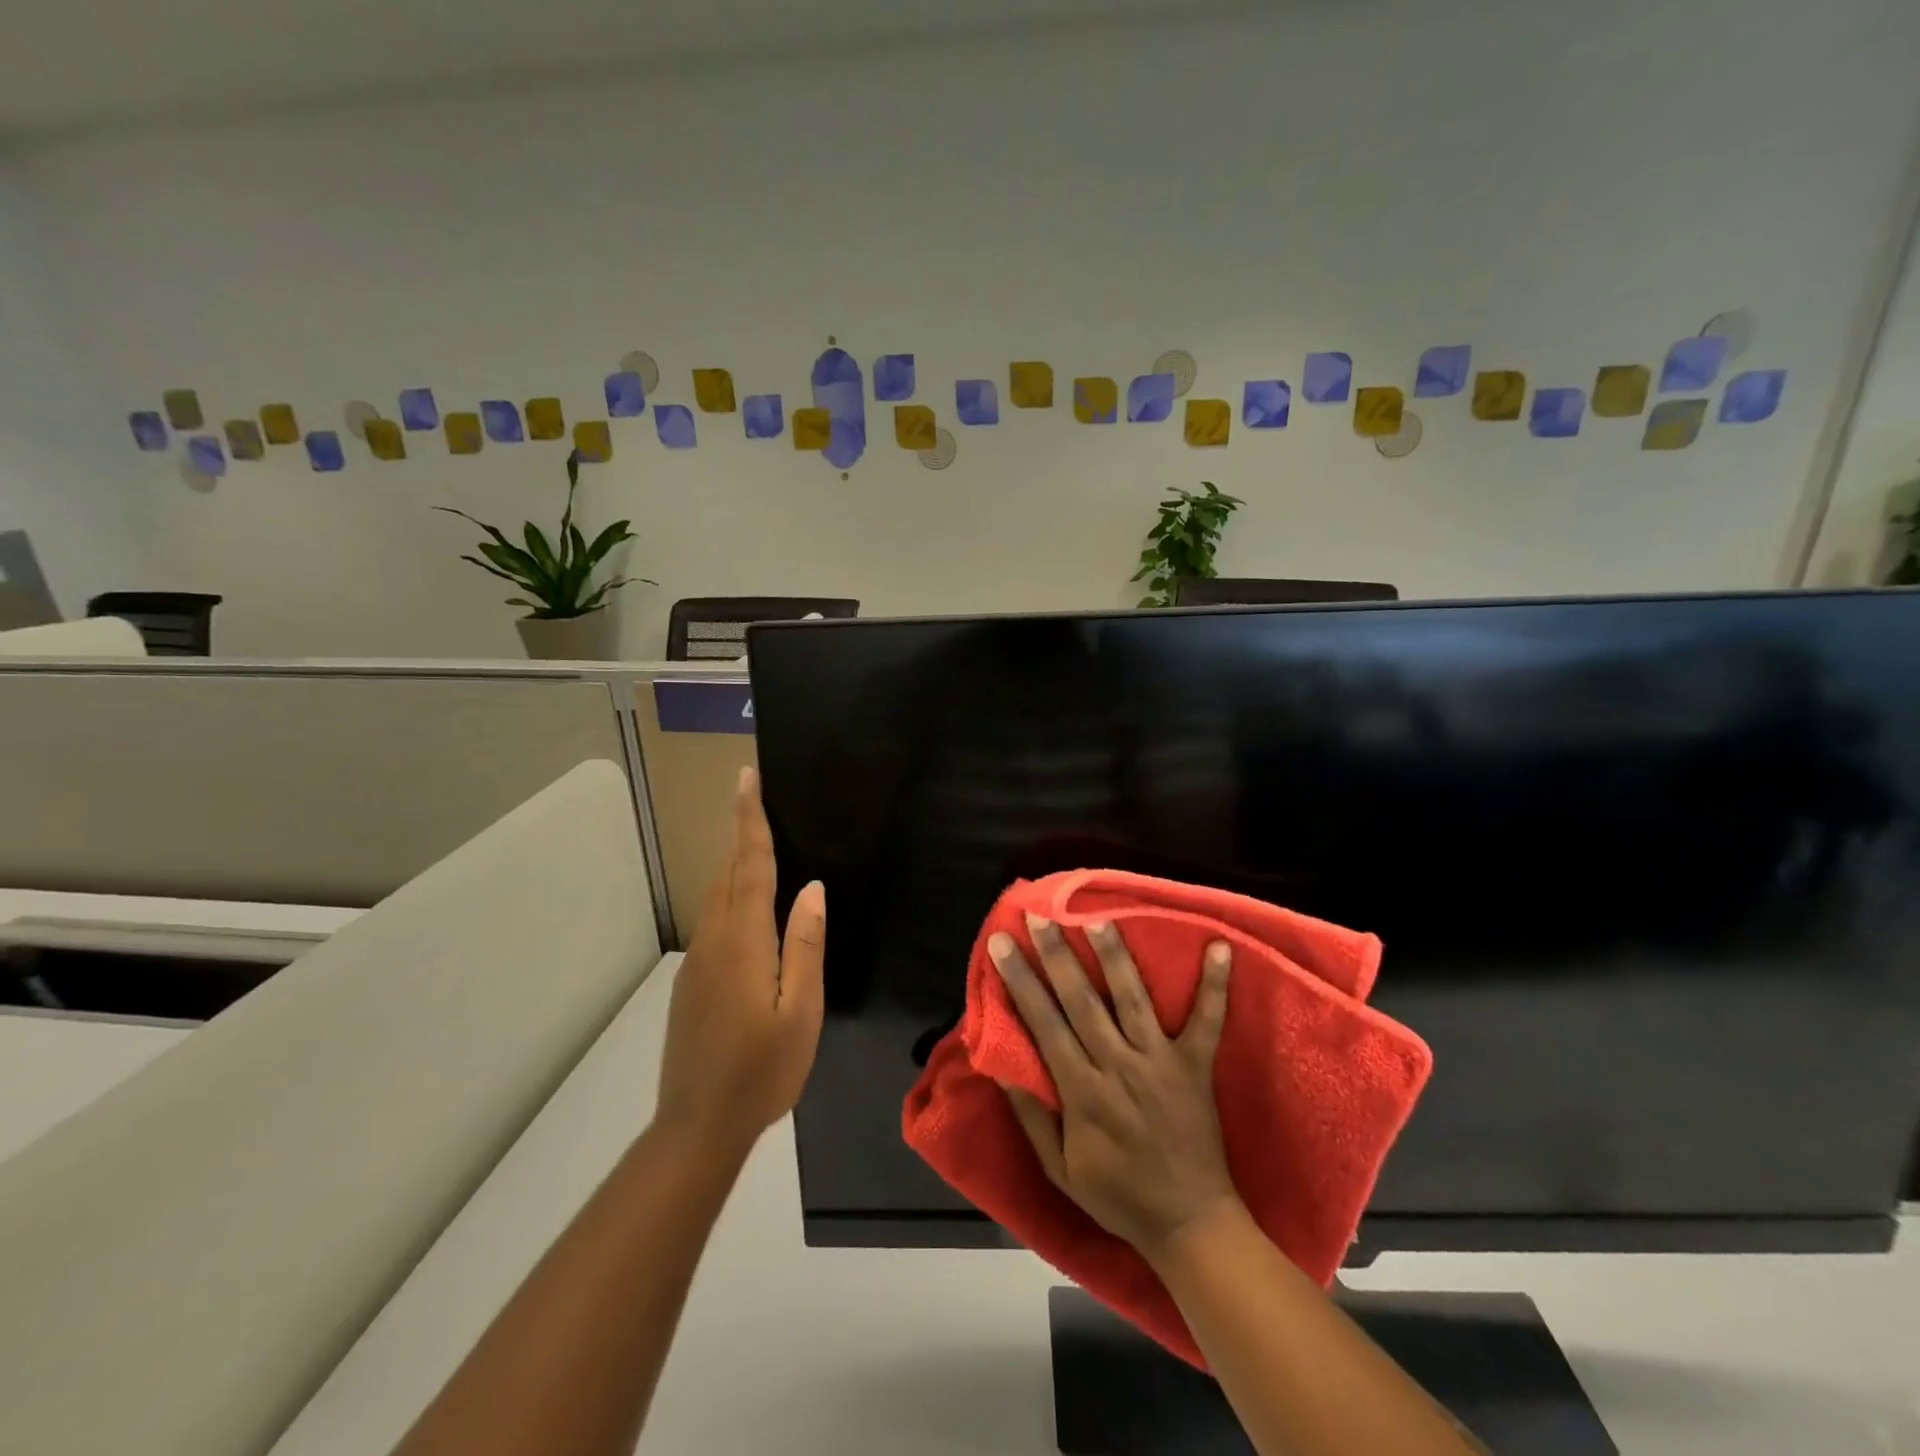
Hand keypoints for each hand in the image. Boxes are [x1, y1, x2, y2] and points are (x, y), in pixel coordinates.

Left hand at [656, 766, 824, 1157]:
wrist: (697, 1126)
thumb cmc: (762, 1070)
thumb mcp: (801, 1011)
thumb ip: (805, 945)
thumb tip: (811, 888)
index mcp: (744, 941)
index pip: (750, 865)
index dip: (750, 820)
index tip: (746, 777)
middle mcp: (715, 939)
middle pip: (729, 871)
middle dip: (740, 828)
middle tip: (752, 791)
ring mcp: (698, 960)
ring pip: (718, 894)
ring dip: (736, 859)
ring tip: (756, 835)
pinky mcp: (692, 979)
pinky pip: (715, 919)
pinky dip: (732, 893)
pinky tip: (749, 903)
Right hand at [989, 915, 1239, 1261]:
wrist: (1190, 1225)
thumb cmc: (1119, 1196)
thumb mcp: (1060, 1169)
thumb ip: (1031, 1116)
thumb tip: (1000, 1067)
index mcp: (1082, 1091)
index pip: (1043, 1023)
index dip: (1020, 981)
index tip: (1002, 944)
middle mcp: (1118, 1066)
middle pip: (1081, 1000)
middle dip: (1056, 955)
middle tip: (1038, 916)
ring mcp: (1160, 1062)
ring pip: (1132, 998)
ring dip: (1115, 956)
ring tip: (1098, 917)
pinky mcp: (1195, 1066)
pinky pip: (1207, 1021)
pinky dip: (1215, 986)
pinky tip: (1220, 947)